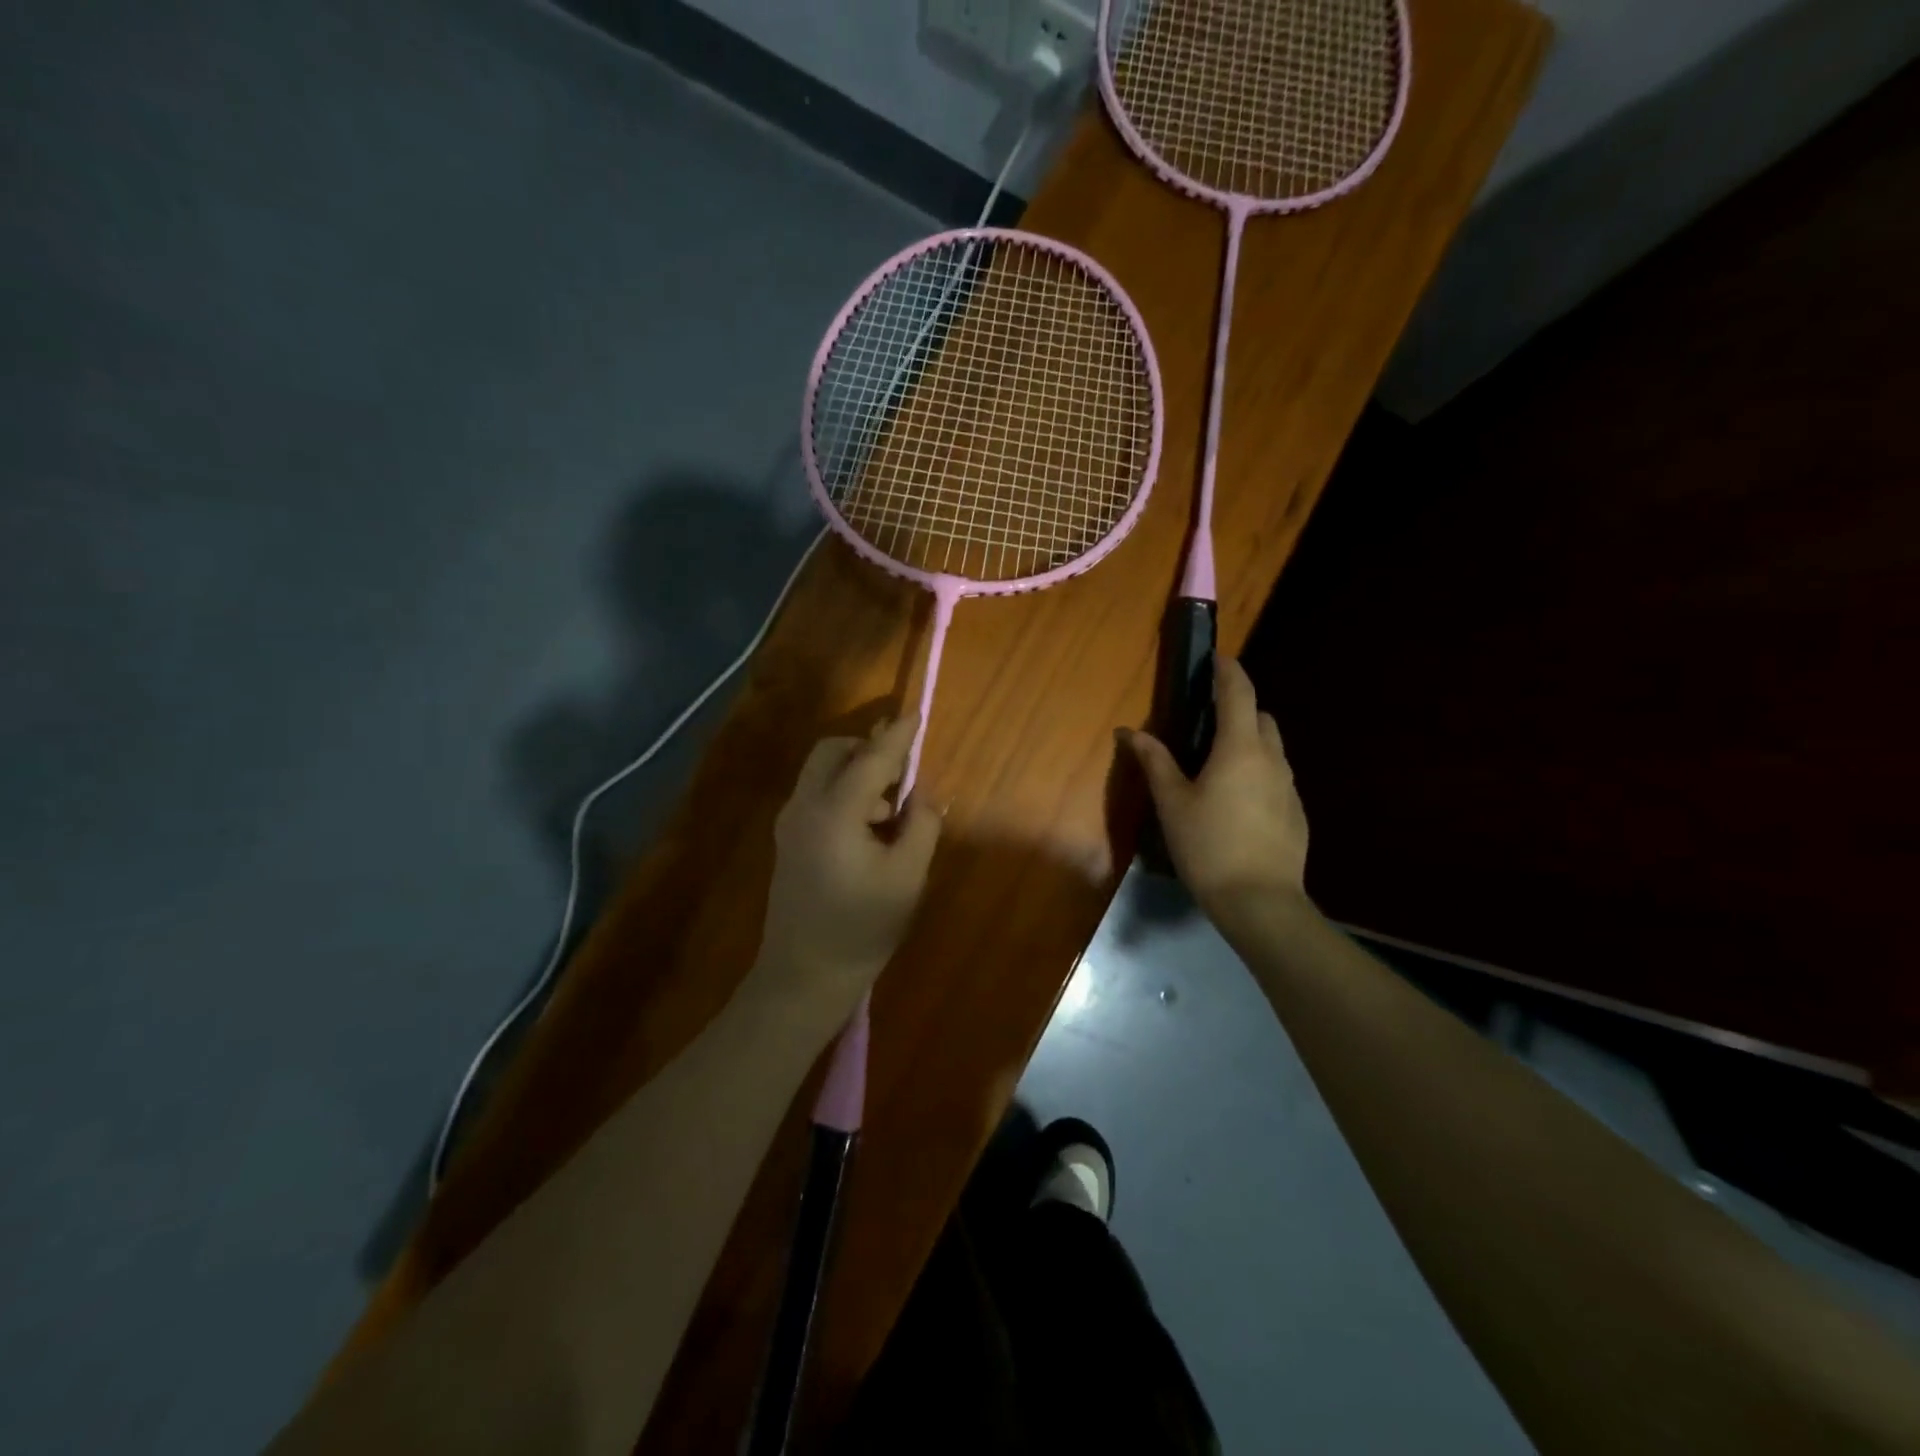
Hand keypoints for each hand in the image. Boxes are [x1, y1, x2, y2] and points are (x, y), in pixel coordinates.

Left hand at [753, 716, 942, 1035]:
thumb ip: (921, 825)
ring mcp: (790, 823)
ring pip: (821, 772)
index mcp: (835, 812)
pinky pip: (817, 794)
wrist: (804, 976)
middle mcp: (805, 806)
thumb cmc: (862, 928)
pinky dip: (843, 792)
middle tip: (902, 774)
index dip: (898, 736)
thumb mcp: (907, 877)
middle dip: (867, 749)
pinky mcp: (788, 840)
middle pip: (832, 752)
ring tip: (891, 811)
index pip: (871, 758)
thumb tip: (925, 792)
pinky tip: (868, 828)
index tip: (916, 714)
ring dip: (856, 772)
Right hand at [1125, 658, 1309, 921]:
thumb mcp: (1172, 803)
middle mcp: (1272, 759)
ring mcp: (1290, 787)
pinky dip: (1259, 773)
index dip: (1228, 670)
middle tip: (1208, 722)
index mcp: (1240, 748)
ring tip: (1219, 765)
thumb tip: (1131, 732)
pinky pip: (1277, 777)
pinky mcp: (1297, 813)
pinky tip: (1237, 803)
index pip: (1239, 693)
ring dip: (1250, 742)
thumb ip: (1155, 762)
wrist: (1260, 902)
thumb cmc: (1208, 846)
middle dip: (1239, 709)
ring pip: (1272, 748)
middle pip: (1261, 717)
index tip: (1216, 658)